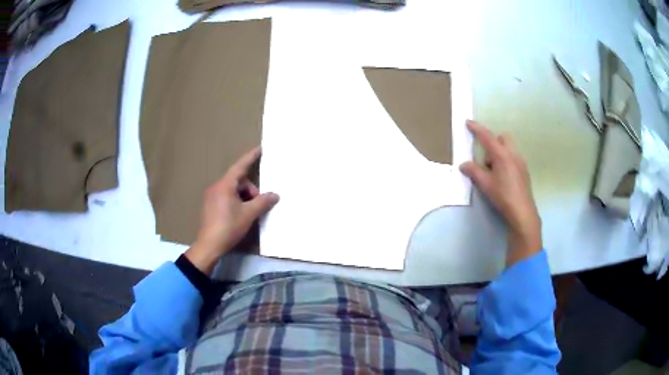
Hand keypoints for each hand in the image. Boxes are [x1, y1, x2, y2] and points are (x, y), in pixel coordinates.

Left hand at [186, 146, 279, 273]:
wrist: (209, 245)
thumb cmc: (228, 226)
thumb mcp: (249, 214)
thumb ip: (263, 202)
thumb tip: (275, 195)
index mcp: (225, 185)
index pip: (240, 166)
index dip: (251, 157)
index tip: (260, 148)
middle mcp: (216, 187)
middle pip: (238, 181)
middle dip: (250, 190)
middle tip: (257, 205)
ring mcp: (211, 196)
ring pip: (232, 190)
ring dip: (244, 197)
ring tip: (249, 213)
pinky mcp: (209, 206)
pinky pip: (226, 197)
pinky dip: (236, 202)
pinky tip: (239, 215)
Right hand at [459, 120, 541, 265]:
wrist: (523, 212)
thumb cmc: (503, 196)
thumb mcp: (485, 184)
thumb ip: (474, 171)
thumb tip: (463, 165)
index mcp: (502, 155)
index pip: (487, 137)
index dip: (477, 129)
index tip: (468, 122)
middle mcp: (513, 154)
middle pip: (503, 137)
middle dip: (493, 142)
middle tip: (486, 158)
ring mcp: (521, 162)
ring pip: (509, 148)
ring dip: (499, 153)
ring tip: (493, 172)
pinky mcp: (524, 171)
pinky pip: (513, 158)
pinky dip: (506, 161)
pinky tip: (503, 178)